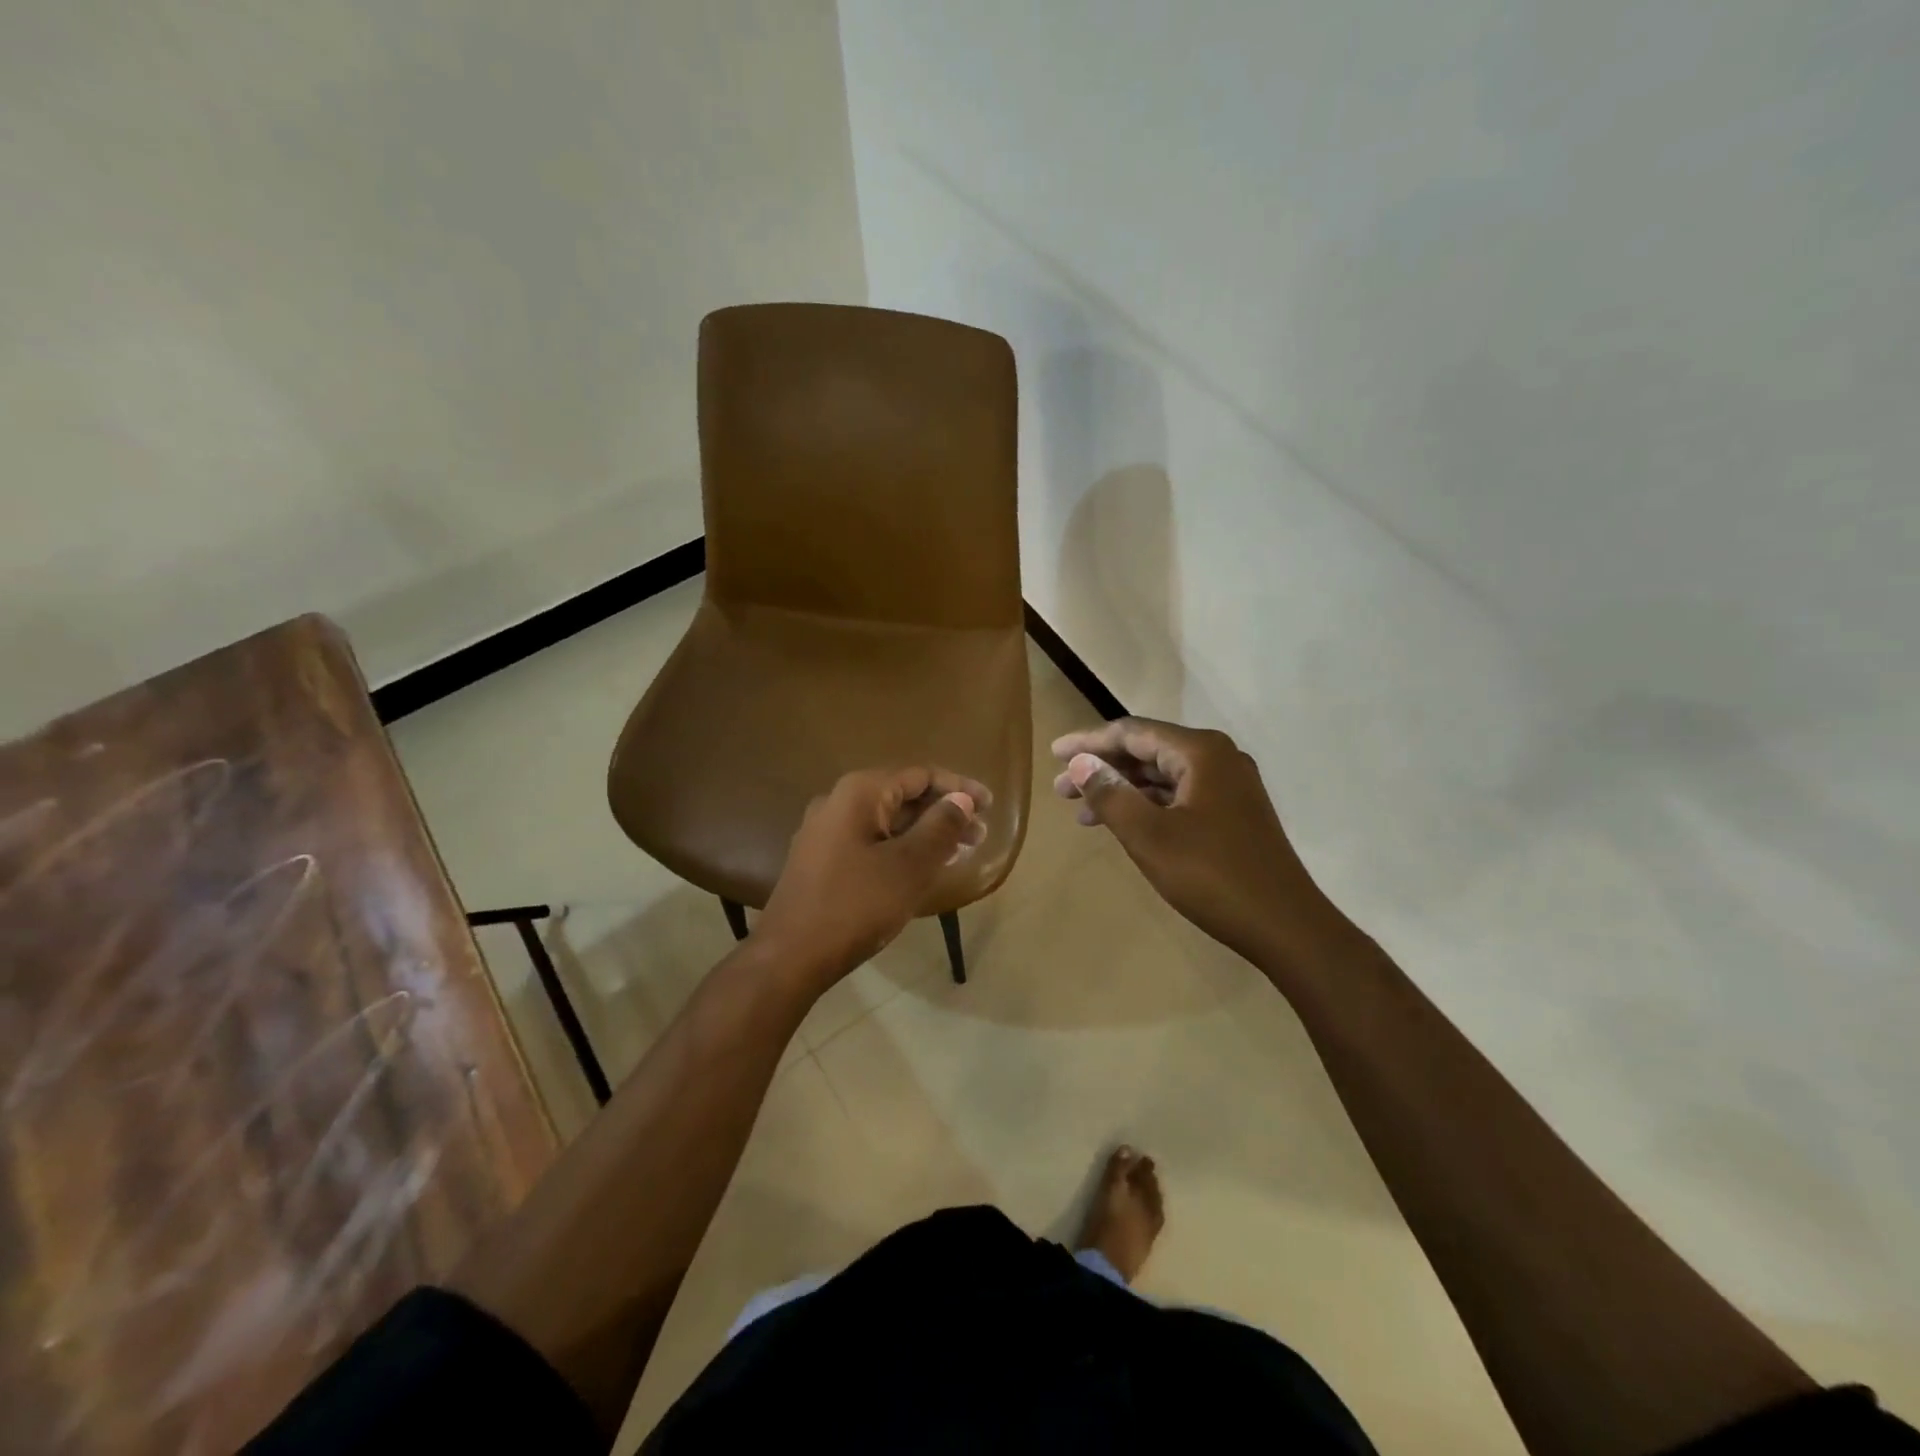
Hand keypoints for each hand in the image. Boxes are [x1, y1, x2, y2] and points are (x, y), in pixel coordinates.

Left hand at [754, 766, 989, 988]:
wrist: (790, 956)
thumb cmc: (856, 905)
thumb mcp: (910, 865)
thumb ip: (941, 826)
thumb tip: (962, 799)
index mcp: (860, 793)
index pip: (920, 775)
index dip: (959, 787)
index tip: (990, 806)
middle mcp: (839, 802)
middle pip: (903, 796)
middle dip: (945, 812)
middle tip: (980, 836)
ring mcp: (827, 831)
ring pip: (888, 821)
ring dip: (926, 832)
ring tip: (961, 851)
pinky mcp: (822, 859)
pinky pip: (872, 841)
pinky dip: (903, 848)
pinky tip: (925, 867)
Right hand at [1051, 719, 1345, 970]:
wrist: (1285, 926)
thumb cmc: (1212, 876)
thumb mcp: (1149, 836)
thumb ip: (1110, 795)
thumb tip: (1080, 763)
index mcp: (1201, 752)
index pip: (1133, 732)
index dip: (1089, 741)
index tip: (1055, 753)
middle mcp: (1218, 759)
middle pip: (1147, 751)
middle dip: (1102, 768)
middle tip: (1060, 788)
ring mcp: (1229, 787)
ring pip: (1162, 777)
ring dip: (1121, 790)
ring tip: (1081, 812)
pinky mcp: (1233, 814)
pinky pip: (1178, 797)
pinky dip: (1146, 807)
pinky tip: (1122, 826)